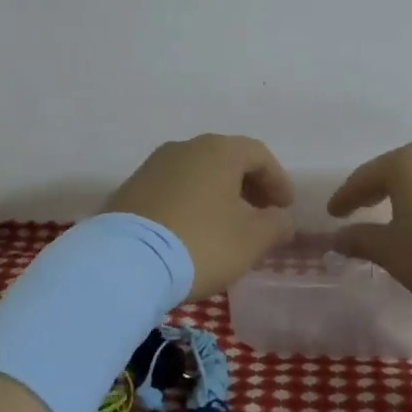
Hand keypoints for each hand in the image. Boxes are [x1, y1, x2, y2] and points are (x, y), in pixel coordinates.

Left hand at [105, 134, 296, 298]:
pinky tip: (193, 232)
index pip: (259, 155)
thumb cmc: (201, 243)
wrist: (125, 263)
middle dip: (248, 188)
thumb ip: (276, 224)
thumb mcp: (252, 239)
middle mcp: (184, 148)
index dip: (278, 181)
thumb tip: (281, 218)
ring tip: (227, 227)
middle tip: (261, 216)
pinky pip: (172, 191)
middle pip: (226, 161)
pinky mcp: (130, 190)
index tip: (285, 208)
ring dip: (218, 196)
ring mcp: (152, 167)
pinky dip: (191, 205)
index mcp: (218, 151)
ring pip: (197, 175)